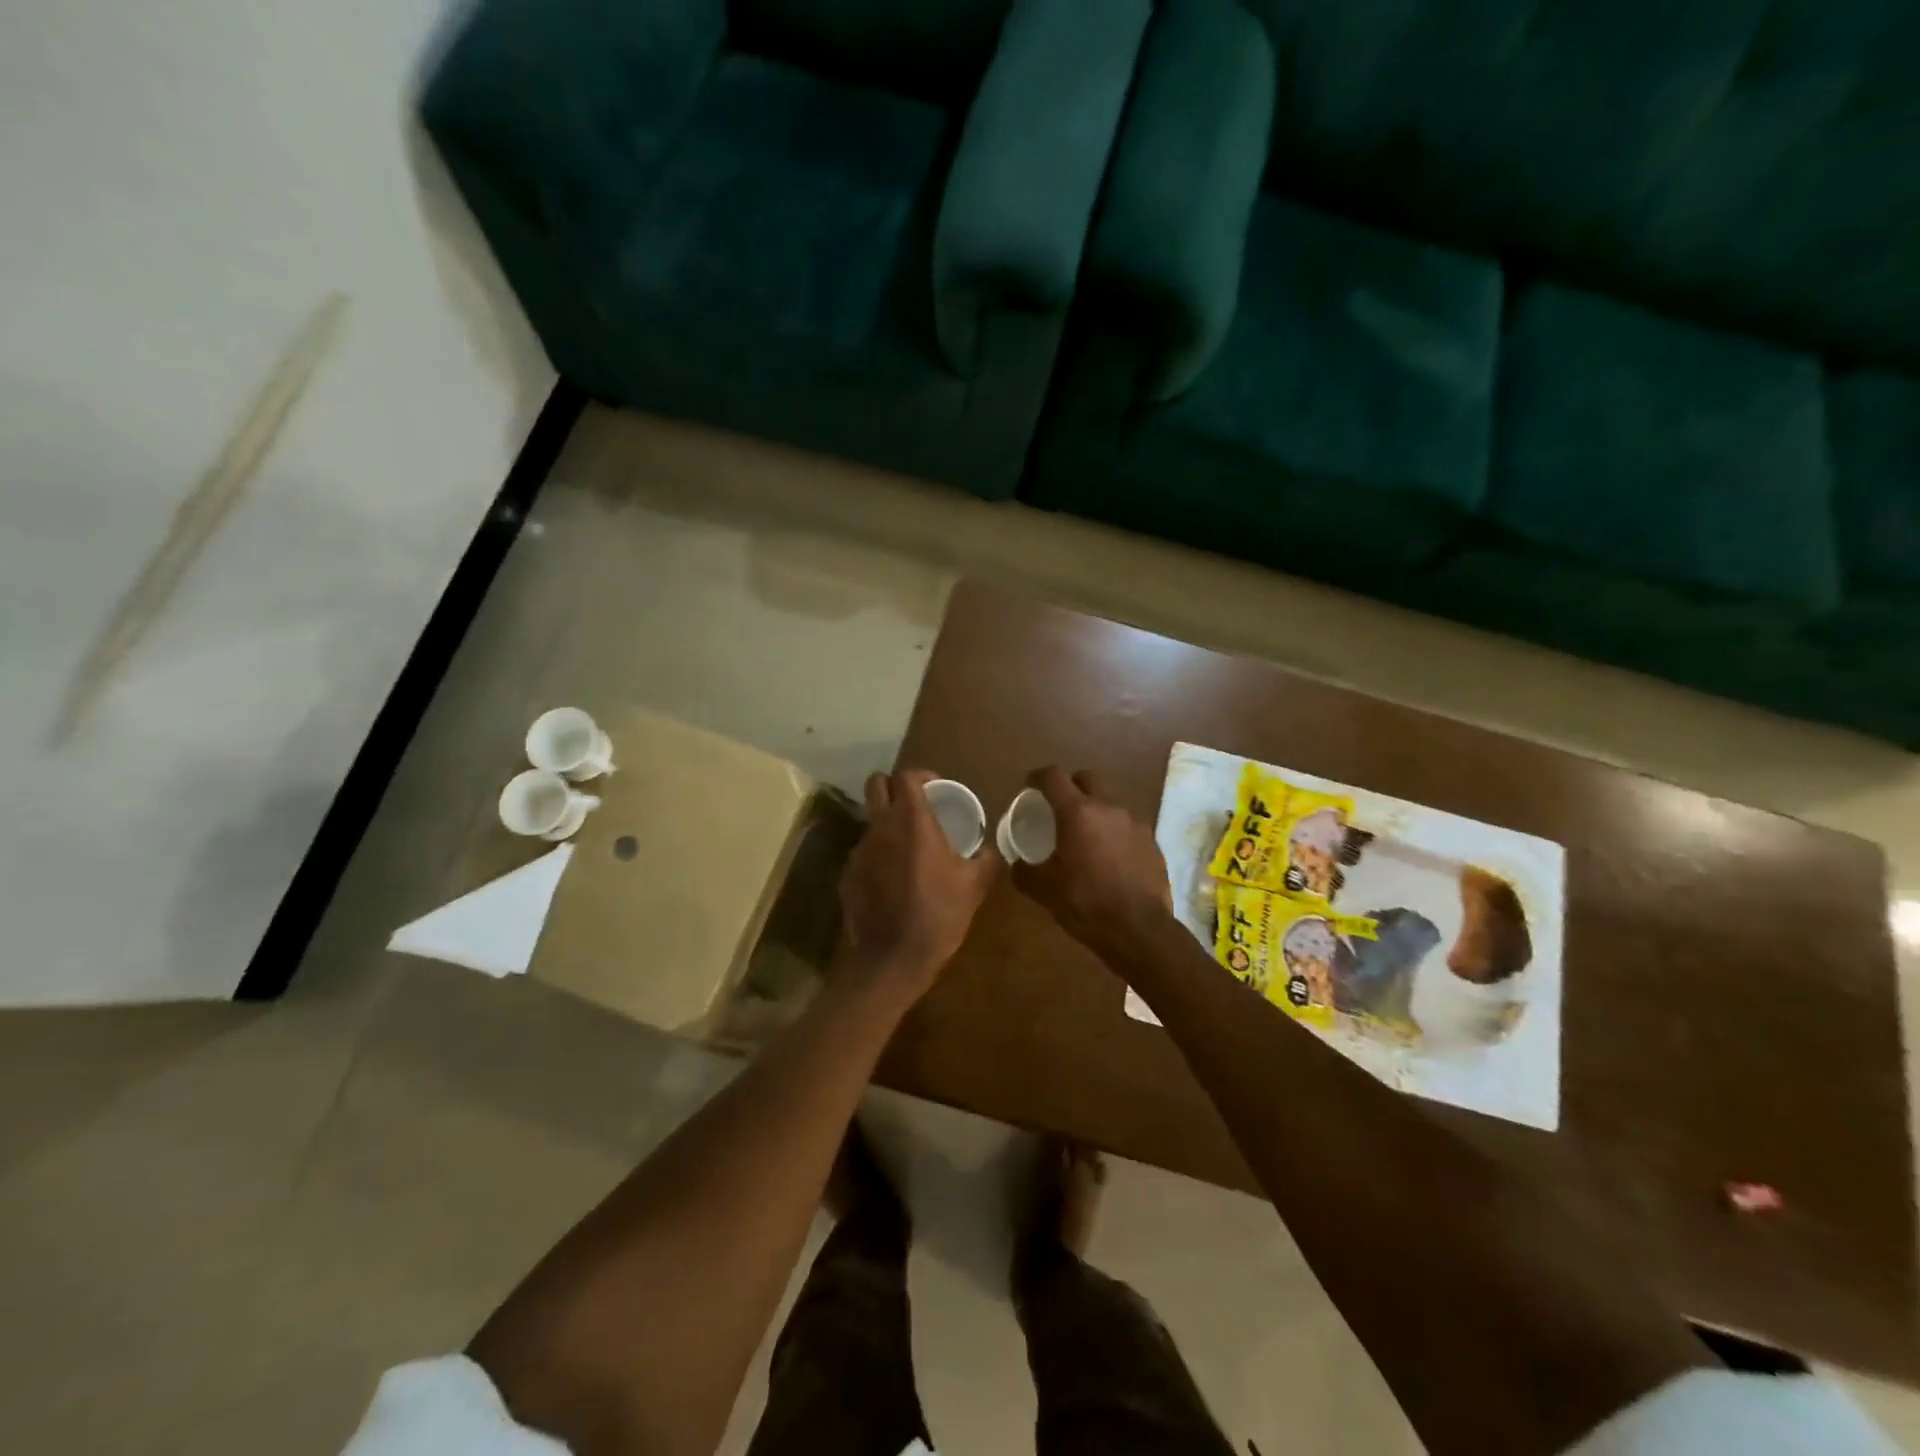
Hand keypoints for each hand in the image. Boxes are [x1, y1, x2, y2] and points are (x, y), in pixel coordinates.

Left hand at [839, 769, 1000, 997]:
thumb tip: (992, 849)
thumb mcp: (974, 886)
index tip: (937, 789)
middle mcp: (881, 827)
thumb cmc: (939, 914)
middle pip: (876, 784)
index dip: (922, 776)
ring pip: (871, 821)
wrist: (892, 958)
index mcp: (912, 821)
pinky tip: (893, 880)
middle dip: (895, 787)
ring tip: (908, 850)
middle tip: (916, 806)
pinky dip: (878, 856)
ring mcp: (859, 850)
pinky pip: (864, 852)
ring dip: (888, 825)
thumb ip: (986, 859)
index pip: (906, 775)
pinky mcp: (848, 874)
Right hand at [1010, 766, 1173, 958]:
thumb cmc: (1086, 903)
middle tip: (1060, 806)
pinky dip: (1114, 831)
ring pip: (1110, 802)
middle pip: (1088, 778)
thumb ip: (1025, 871)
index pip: (1054, 777)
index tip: (1030, 785)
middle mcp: (1109, 808)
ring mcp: (1135, 823)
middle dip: (1071, 785)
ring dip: (1095, 809)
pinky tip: (1109, 856)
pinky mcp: (1152, 841)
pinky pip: (1127, 825)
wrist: (1139, 930)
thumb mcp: (1044, 890)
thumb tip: (1018, 864)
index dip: (1038, 777)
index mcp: (1078, 812)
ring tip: (1086, 835)